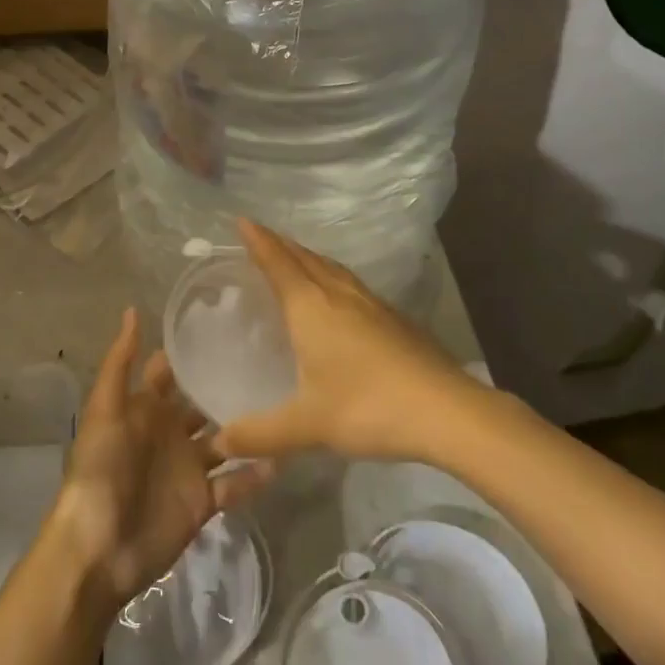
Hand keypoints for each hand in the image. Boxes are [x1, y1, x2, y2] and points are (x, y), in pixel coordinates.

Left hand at [49, 309, 271, 613]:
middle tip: (270, 357)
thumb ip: (120, 362)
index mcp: (145, 409)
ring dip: (248, 426)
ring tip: (287, 400)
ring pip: (225, 440)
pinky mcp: (203, 501)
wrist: (99, 549)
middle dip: (227, 384)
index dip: (191, 350)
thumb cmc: (100, 470)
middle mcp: (169, 433)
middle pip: (202, 403)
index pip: (170, 371)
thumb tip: (133, 309)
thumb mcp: (104, 410)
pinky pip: (234, 483)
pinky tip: (282, 456)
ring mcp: (188, 468)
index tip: (228, 322)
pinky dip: (255, 473)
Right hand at [212, 218, 482, 463]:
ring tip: (295, 258)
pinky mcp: (395, 318)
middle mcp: (339, 295)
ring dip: (308, 257)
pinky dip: (332, 276)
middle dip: (280, 244)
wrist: (446, 410)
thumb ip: (260, 434)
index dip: (259, 241)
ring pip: (332, 268)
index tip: (243, 220)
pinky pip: (351, 283)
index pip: (278, 263)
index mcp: (311, 308)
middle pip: (305, 258)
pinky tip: (338, 296)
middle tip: (261, 236)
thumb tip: (218, 444)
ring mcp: (372, 304)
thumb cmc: (368, 407)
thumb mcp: (307, 425)